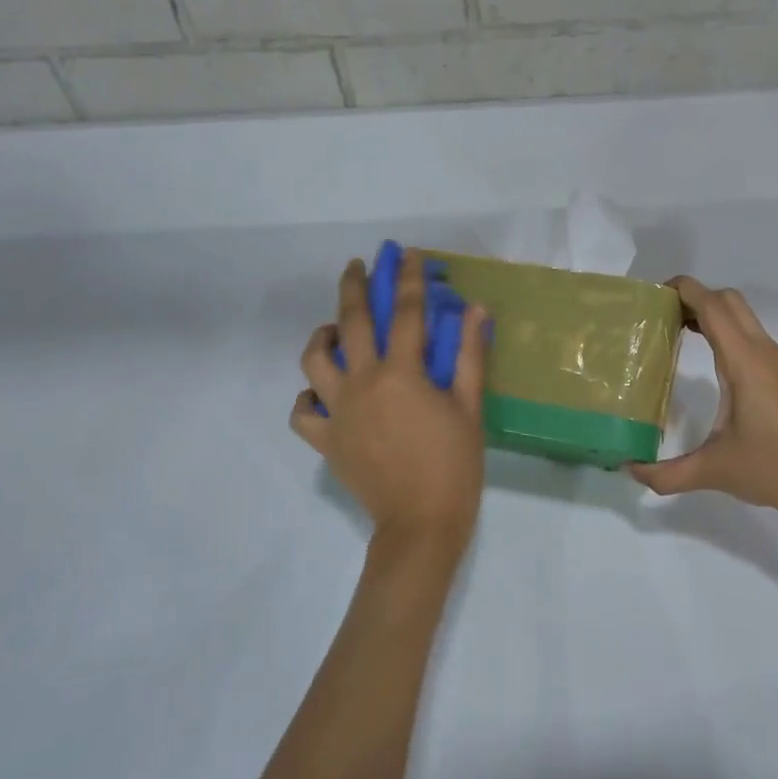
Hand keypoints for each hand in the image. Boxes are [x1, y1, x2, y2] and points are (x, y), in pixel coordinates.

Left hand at [292, 252, 490, 566]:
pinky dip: (308, 397)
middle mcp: (362, 383)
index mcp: (400, 374)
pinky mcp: (326, 440)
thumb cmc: (454, 465)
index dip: (408, 279)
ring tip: (334, 330)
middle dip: (353, 287)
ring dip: (322, 336)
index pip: (405, 313)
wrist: (421, 524)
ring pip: (313, 361)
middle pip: (351, 323)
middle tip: (357, 266)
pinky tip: (322, 393)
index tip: (407, 255)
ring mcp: (338, 412)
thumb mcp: (469, 407)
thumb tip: (474, 310)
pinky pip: (303, 412)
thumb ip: (468, 355)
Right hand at [628, 277, 777, 529]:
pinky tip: (717, 369)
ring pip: (746, 319)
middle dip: (696, 298)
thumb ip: (667, 473)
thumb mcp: (714, 471)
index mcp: (745, 363)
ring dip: (714, 316)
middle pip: (730, 302)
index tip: (655, 295)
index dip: (684, 290)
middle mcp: (765, 353)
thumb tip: (631, 470)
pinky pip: (756, 340)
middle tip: (664, 317)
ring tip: (682, 336)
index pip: (713, 307)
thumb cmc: (775, 469)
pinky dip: (731, 337)